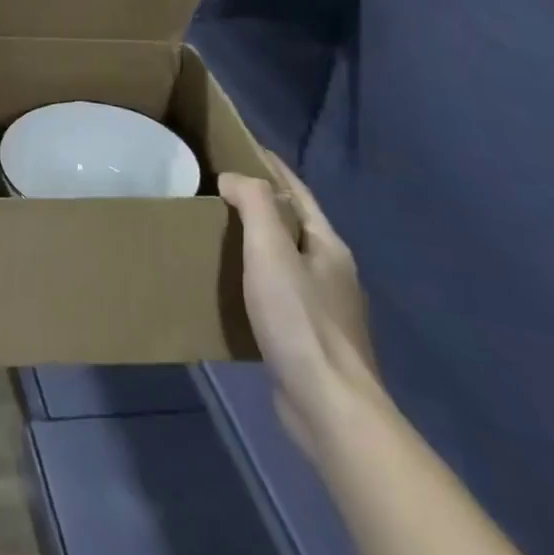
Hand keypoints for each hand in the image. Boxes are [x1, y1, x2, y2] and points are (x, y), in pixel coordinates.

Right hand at [219, 156, 378, 453]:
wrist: (329, 408)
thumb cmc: (300, 320)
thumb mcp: (271, 249)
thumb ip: (254, 204)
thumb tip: (233, 178)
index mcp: (329, 246)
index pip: (298, 192)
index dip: (271, 167)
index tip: (242, 146)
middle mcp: (333, 273)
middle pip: (295, 224)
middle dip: (262, 203)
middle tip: (219, 188)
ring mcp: (327, 309)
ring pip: (287, 260)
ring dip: (258, 242)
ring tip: (219, 232)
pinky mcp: (312, 341)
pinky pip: (280, 293)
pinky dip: (257, 278)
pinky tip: (234, 287)